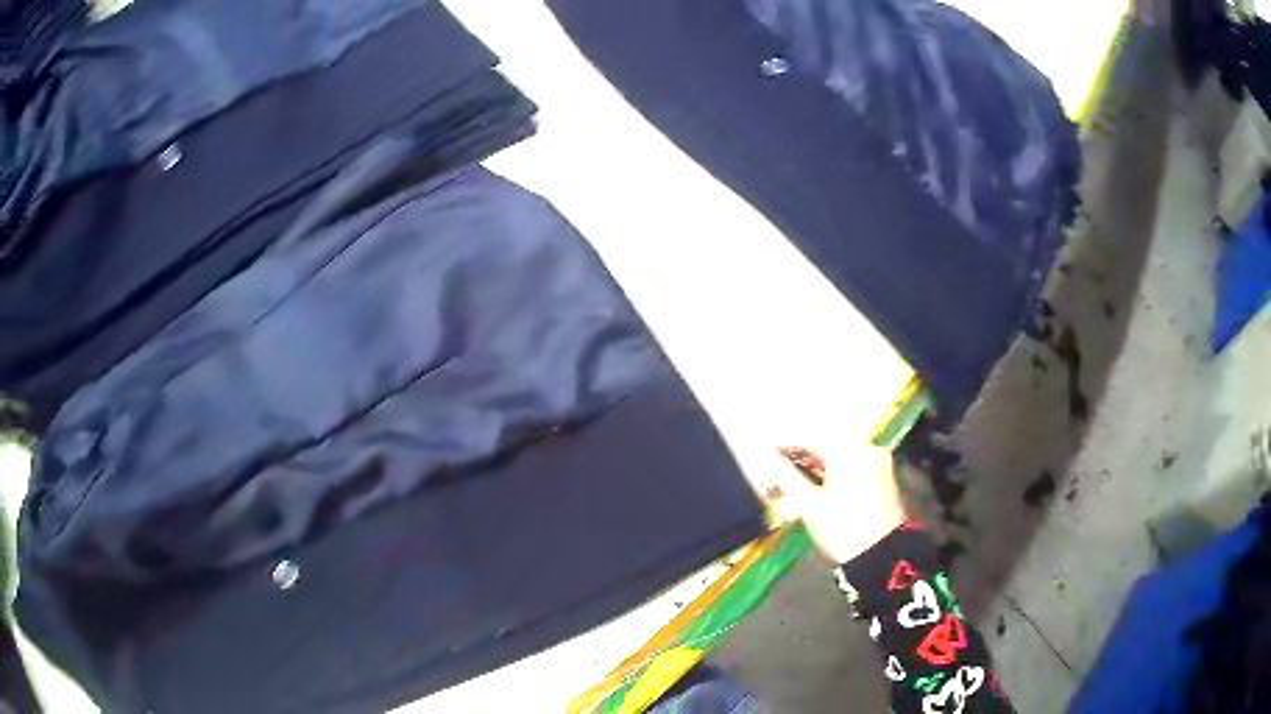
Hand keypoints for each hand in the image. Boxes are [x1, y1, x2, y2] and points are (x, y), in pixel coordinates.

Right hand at [767, 444, 906, 564]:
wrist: (881, 558)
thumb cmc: (842, 529)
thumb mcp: (808, 503)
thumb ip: (783, 474)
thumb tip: (761, 454)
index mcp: (850, 449)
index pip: (808, 438)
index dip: (782, 447)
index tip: (761, 457)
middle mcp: (866, 448)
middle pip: (823, 448)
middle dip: (796, 461)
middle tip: (771, 476)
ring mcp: (876, 464)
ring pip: (836, 460)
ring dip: (811, 471)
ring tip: (787, 486)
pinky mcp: (881, 480)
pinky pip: (849, 469)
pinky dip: (829, 477)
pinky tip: (811, 491)